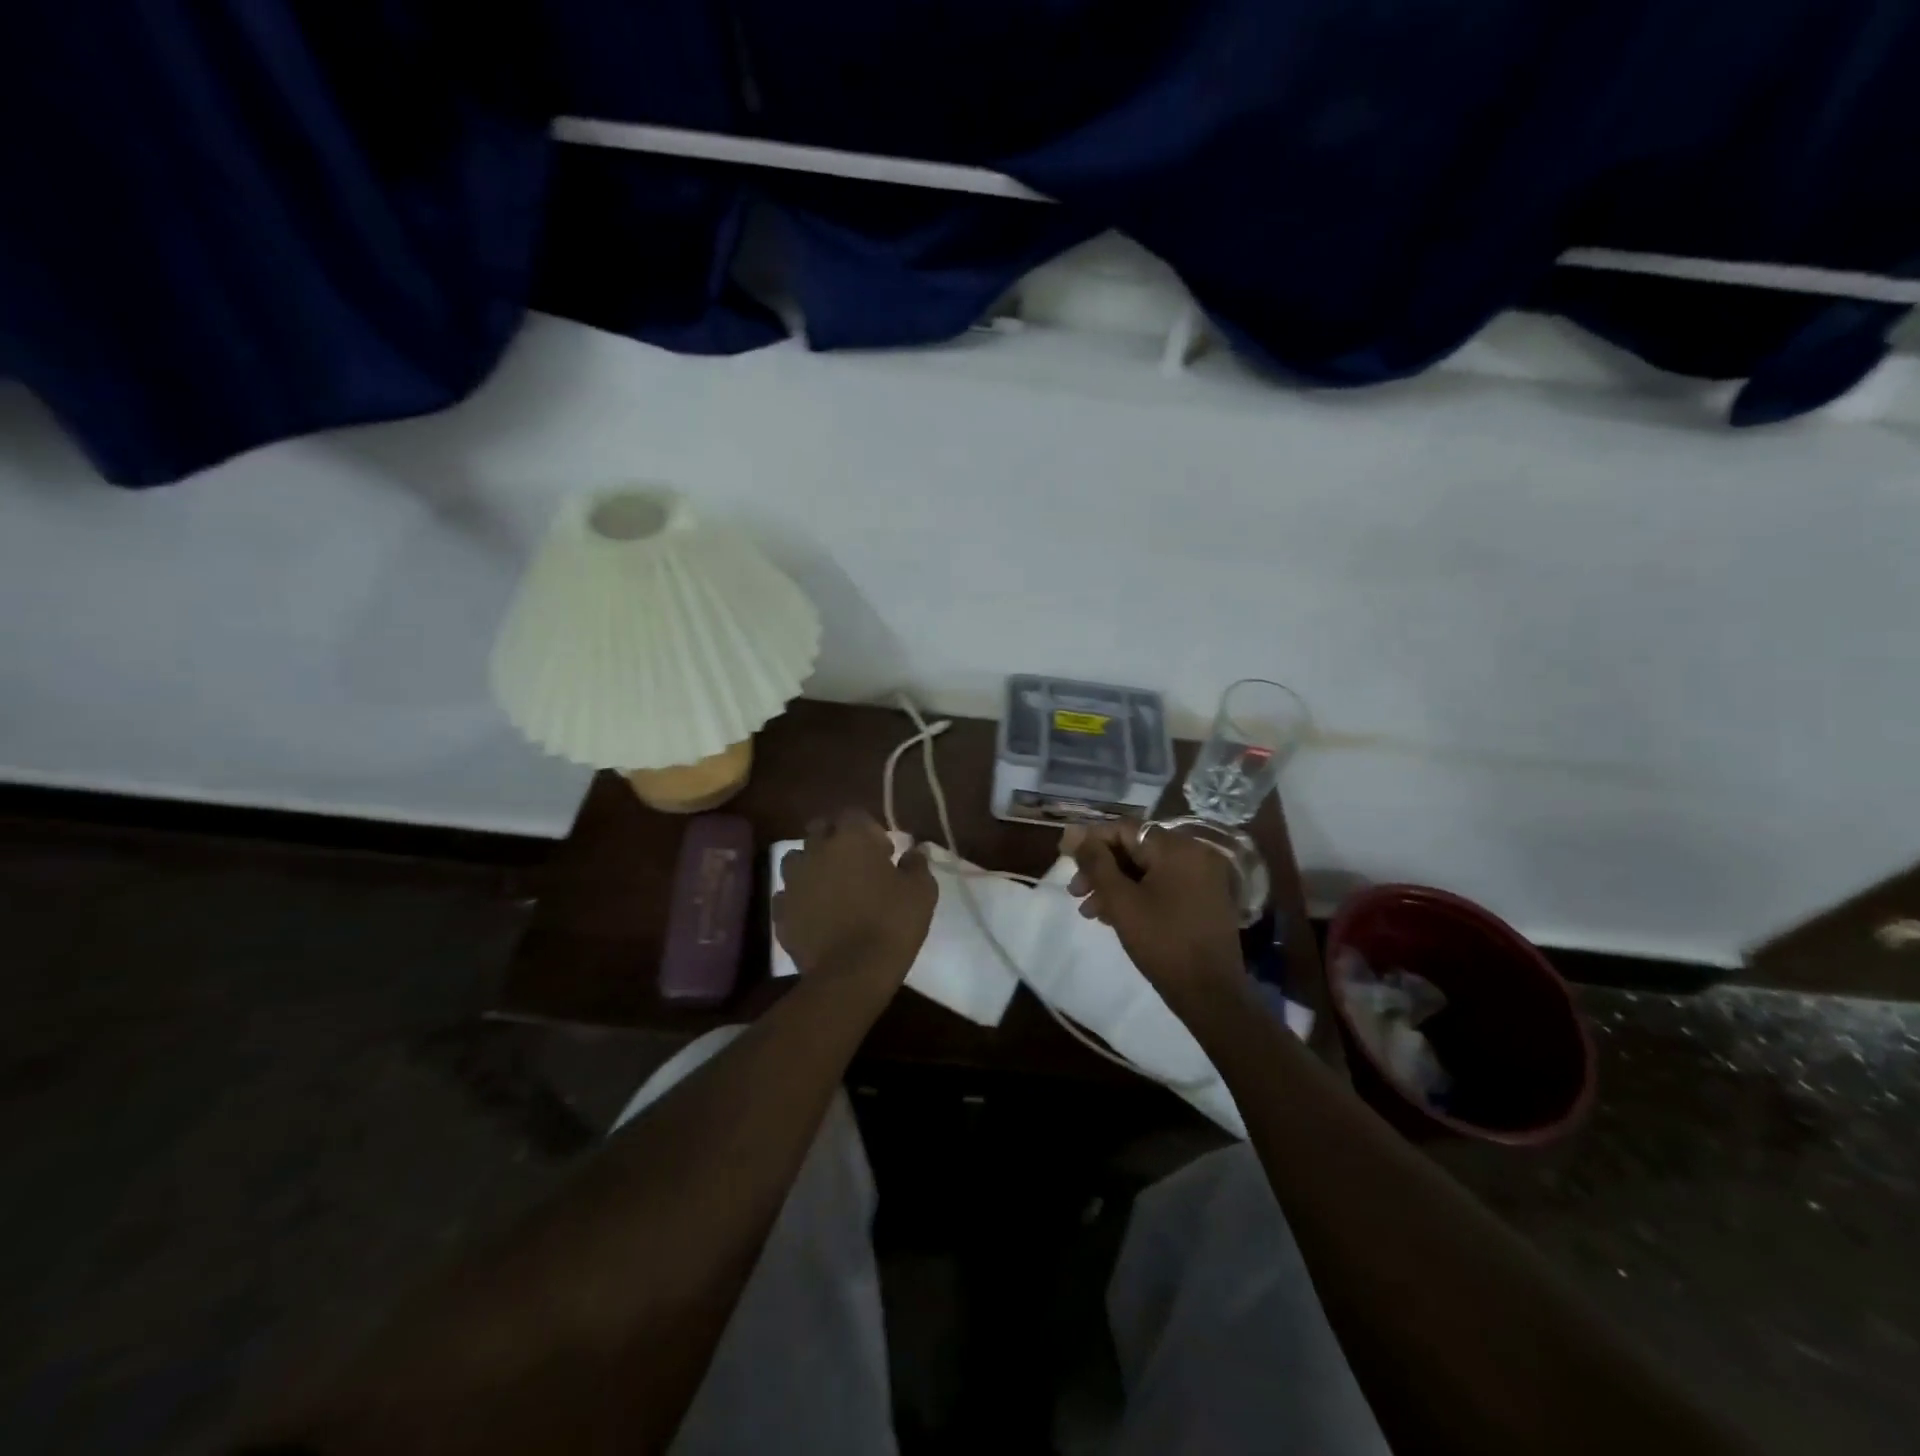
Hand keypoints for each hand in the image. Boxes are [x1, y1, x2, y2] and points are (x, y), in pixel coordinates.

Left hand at [775, 809, 936, 988]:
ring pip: (797, 859)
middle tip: (855, 864)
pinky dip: (799, 898)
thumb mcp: (922, 892)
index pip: (854, 814)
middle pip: (820, 829)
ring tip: (830, 888)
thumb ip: (917, 865)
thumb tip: (914, 852)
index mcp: (851, 838)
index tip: (883, 853)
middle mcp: (817, 850)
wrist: (851, 973)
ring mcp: (794, 880)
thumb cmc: (892, 924)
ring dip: (812, 866)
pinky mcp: (781, 910)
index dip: (869, 830)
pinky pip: (787, 894)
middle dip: (835, 839)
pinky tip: (814, 914)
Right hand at [1063, 822, 1243, 1009]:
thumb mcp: (1121, 900)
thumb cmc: (1162, 942)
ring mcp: (1202, 877)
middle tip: (1075, 891)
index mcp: (1176, 848)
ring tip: (1089, 910)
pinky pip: (1162, 884)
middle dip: (1101, 868)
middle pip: (1135, 848)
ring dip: (1115, 884)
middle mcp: (1193, 853)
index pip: (1124, 829)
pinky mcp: (1203, 898)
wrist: (1210, 993)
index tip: (1064, 857)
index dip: (1090, 841)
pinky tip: (1113, 916)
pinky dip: (1137, 894)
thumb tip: (1073, 833)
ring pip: (1146, 869)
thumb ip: (1095, 862)